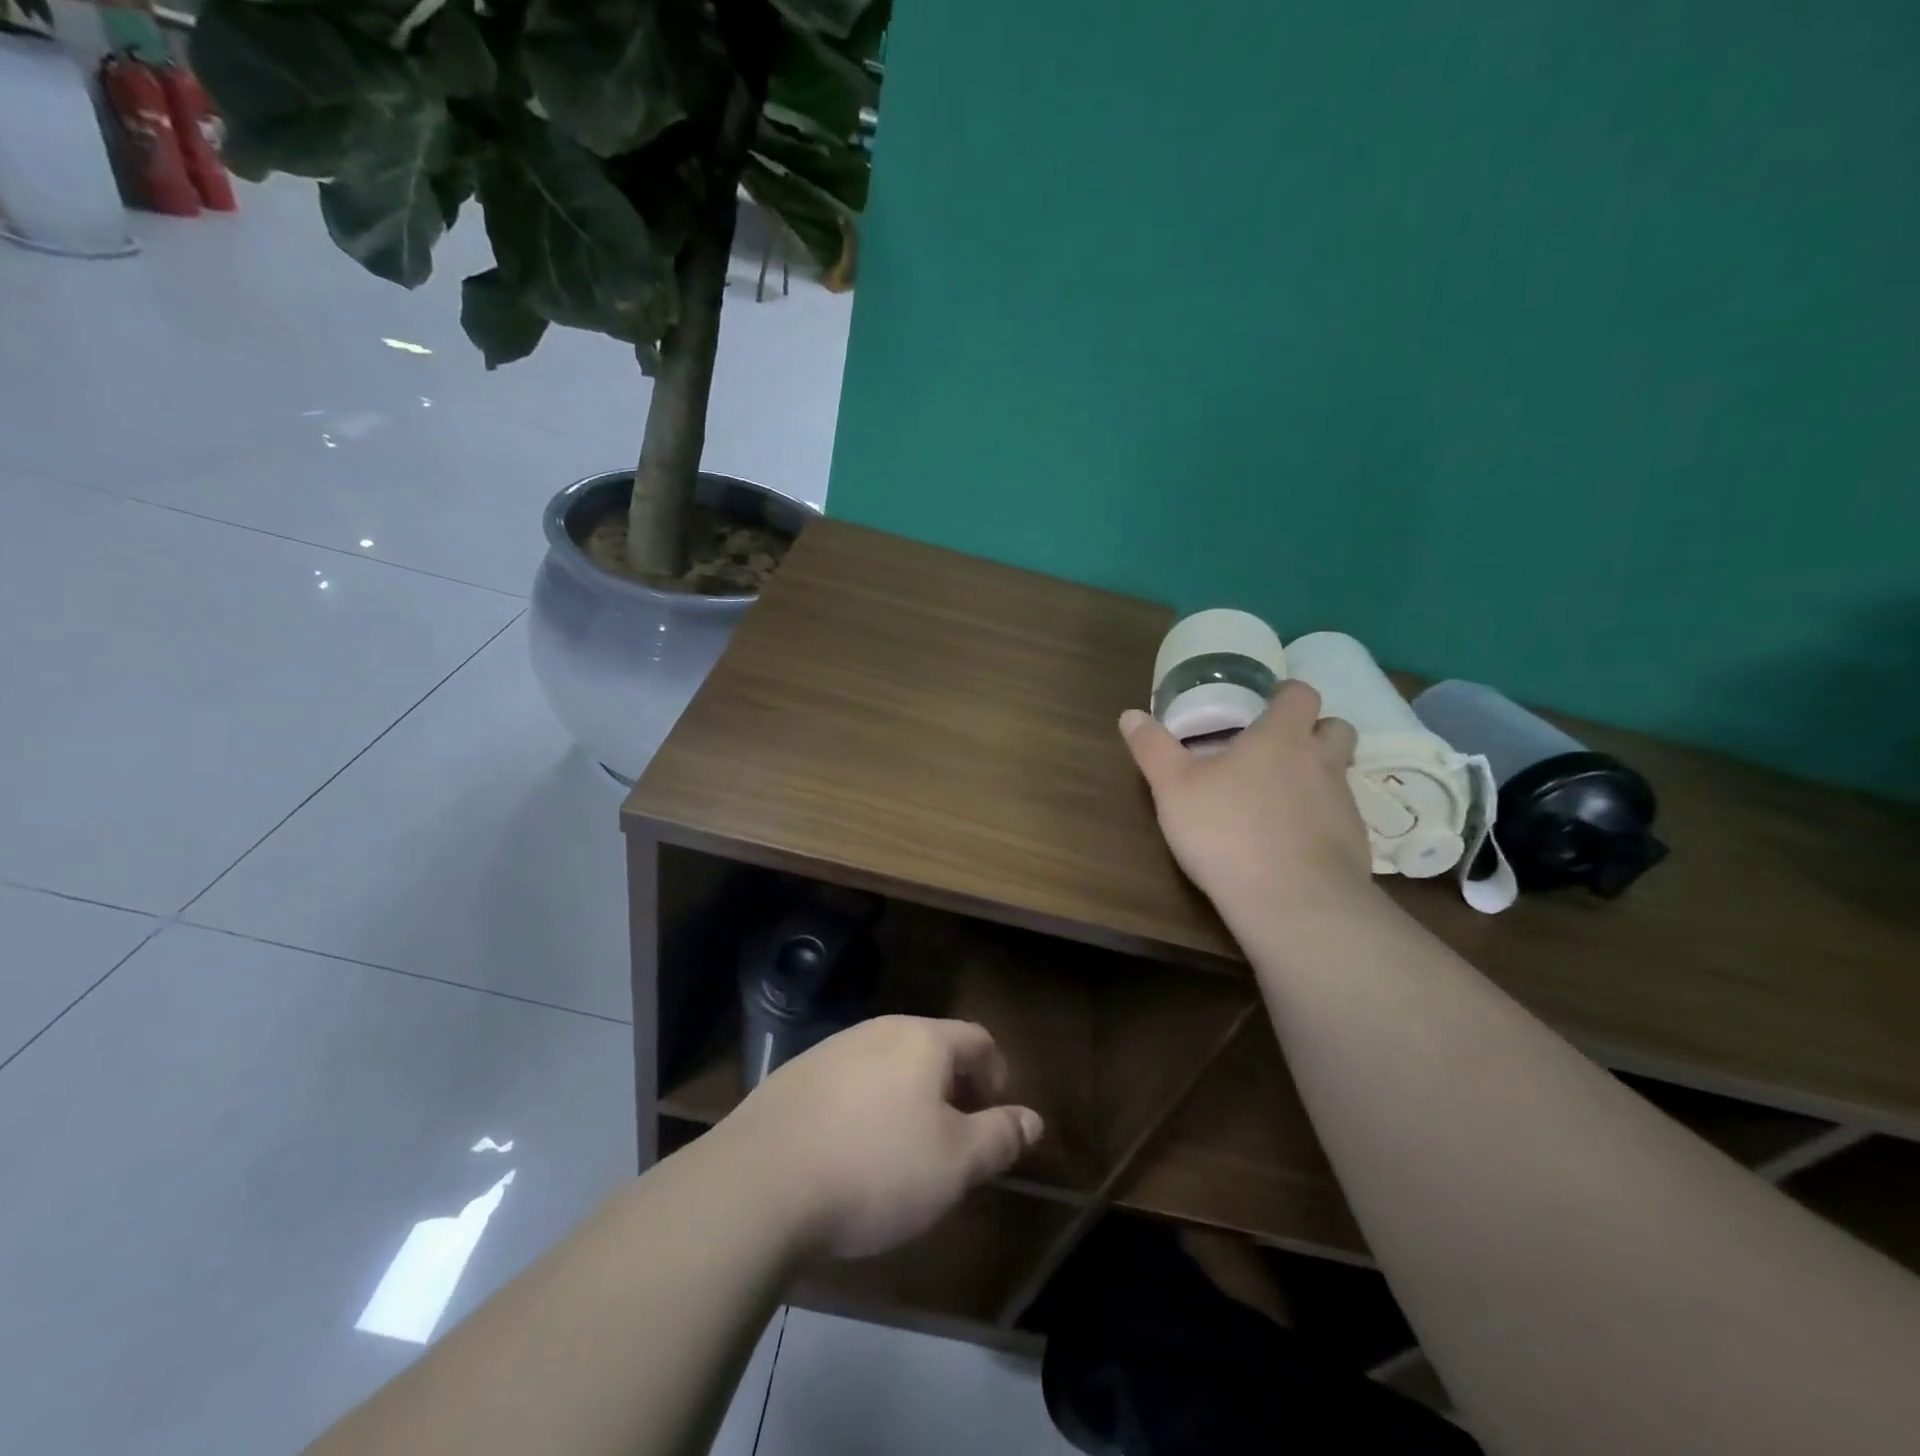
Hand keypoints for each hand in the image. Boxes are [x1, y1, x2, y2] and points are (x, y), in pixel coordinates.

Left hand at [718, 1016, 1043, 1261]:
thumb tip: (1033, 1119)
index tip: (994, 1112)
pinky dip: (863, 1106)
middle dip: (950, 1086)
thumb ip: (999, 1137)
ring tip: (901, 1148)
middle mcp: (878, 1030)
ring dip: (905, 1095)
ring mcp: (831, 1049)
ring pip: (885, 1063)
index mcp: (922, 1040)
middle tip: (953, 1134)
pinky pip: (846, 1082)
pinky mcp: (793, 1076)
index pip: (976, 1038)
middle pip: (929, 1046)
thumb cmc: (875, 1170)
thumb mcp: (955, 1165)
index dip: (995, 1073)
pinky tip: (849, 1151)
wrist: (760, 1183)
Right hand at [1119, 682, 1373, 922]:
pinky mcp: (1354, 845)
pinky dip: (1319, 822)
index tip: (1266, 703)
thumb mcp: (1173, 788)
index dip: (1286, 694)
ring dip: (1315, 778)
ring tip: (1277, 801)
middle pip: (1336, 728)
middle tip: (1278, 748)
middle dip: (1314, 730)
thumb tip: (1130, 715)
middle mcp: (1321, 763)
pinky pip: (1339, 820)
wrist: (1293, 903)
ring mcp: (1343, 805)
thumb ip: (1153, 748)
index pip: (1301, 695)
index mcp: (1282, 738)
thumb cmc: (1227, 832)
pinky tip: (1289, 845)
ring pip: (1338, 776)